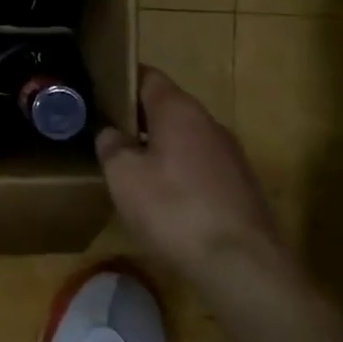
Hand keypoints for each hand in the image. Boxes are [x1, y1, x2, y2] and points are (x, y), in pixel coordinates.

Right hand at [96, 67, 296, 288]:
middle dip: (139, 119)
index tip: (100, 94)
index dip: (122, 81)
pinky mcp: (241, 185)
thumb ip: (112, 146)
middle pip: (168, 108)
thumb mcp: (124, 176)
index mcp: (178, 109)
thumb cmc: (173, 209)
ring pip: (185, 138)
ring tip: (134, 171)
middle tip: (109, 136)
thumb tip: (111, 133)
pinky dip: (180, 173)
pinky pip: (201, 166)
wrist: (242, 265)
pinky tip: (166, 200)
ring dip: (160, 148)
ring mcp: (230, 154)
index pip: (148, 76)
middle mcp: (209, 122)